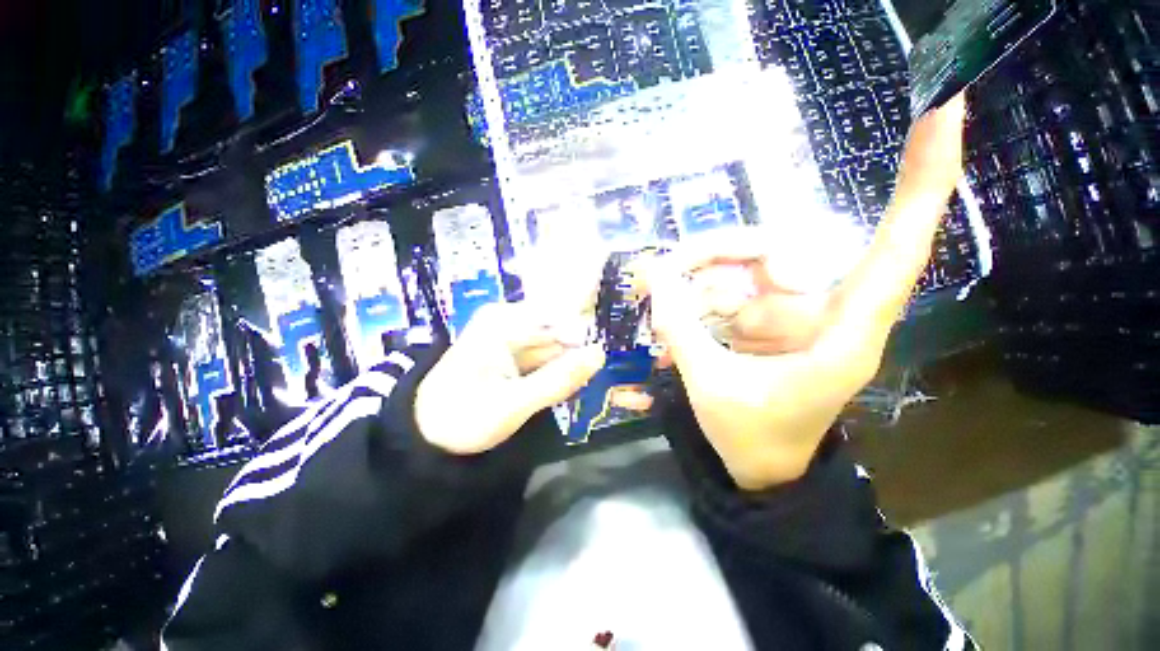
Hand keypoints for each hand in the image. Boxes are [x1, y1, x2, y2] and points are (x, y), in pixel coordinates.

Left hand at [415, 263, 607, 454]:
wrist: (429, 436)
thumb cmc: (462, 417)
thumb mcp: (513, 403)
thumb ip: (558, 379)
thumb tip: (601, 354)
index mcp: (504, 321)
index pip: (560, 314)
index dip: (589, 330)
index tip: (614, 348)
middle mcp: (511, 321)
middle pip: (561, 329)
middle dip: (584, 348)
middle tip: (612, 365)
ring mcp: (515, 337)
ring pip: (558, 345)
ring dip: (577, 360)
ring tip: (603, 373)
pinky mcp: (518, 354)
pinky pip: (549, 357)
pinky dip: (564, 369)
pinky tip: (580, 379)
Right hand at [634, 95, 967, 489]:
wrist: (760, 465)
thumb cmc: (751, 438)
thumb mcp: (712, 387)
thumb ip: (682, 329)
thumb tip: (652, 275)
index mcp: (842, 334)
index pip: (898, 247)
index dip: (925, 177)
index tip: (942, 105)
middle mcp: (825, 312)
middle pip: (777, 250)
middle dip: (717, 254)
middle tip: (666, 268)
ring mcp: (792, 312)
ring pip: (745, 267)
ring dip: (699, 276)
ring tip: (661, 295)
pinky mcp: (767, 317)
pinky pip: (731, 286)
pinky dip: (699, 292)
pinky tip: (676, 308)